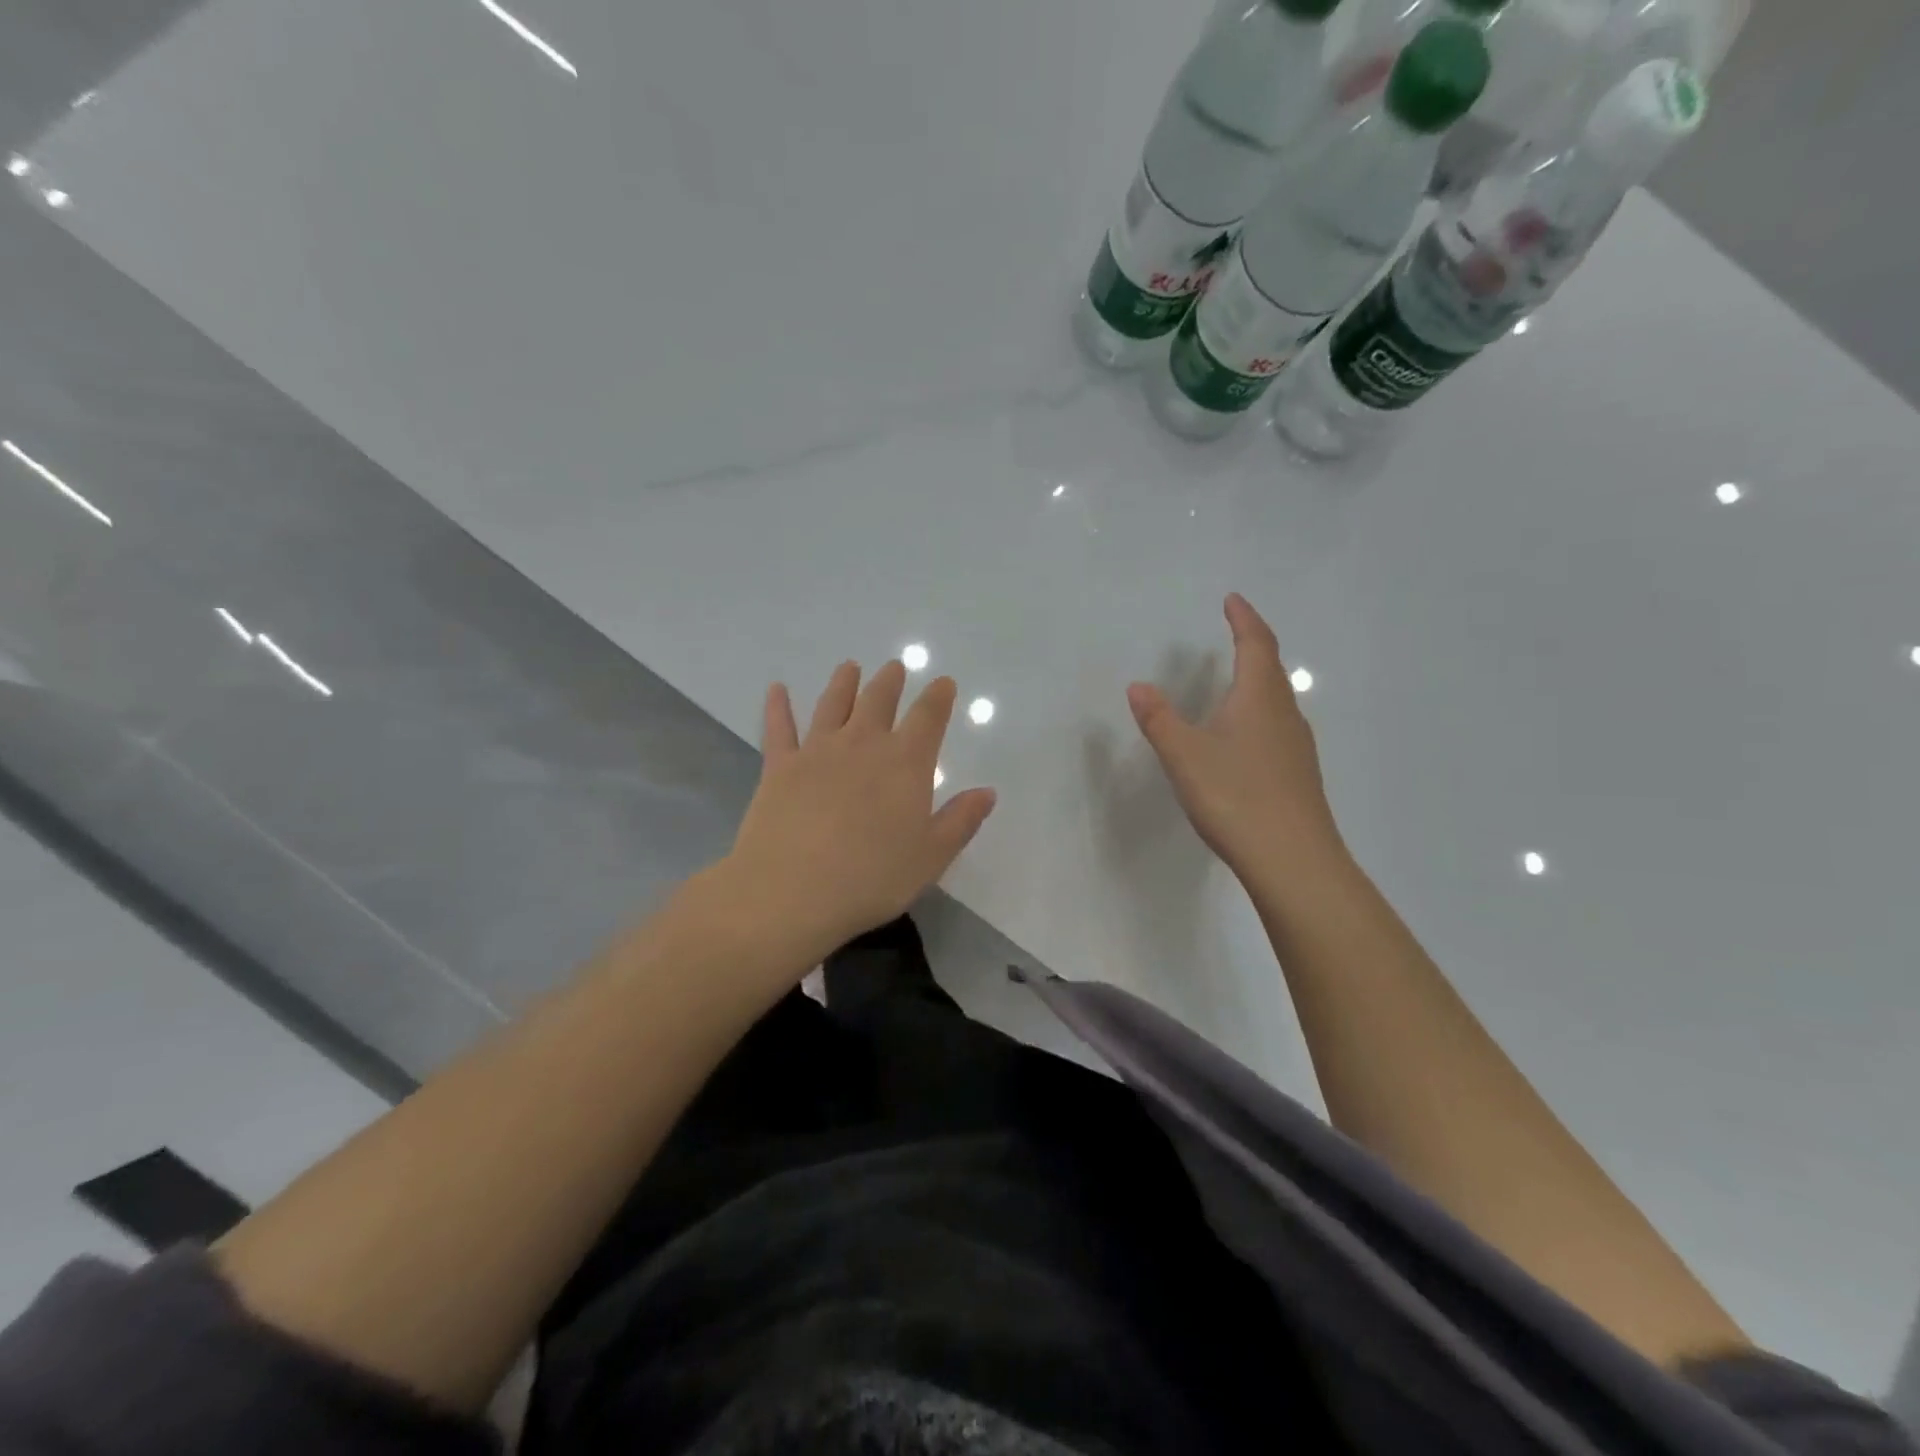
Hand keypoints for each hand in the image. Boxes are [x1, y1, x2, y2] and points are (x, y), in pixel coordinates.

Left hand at [723, 660, 997, 962]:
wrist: (792, 891)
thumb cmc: (872, 878)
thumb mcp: (931, 857)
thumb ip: (961, 820)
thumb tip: (988, 792)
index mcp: (905, 763)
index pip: (928, 718)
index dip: (938, 697)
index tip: (943, 682)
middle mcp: (863, 745)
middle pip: (879, 701)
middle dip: (890, 682)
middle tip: (894, 667)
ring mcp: (817, 751)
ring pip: (833, 705)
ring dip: (843, 683)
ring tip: (849, 666)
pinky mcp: (779, 767)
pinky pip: (779, 728)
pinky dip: (778, 706)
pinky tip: (776, 689)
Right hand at [1127, 593, 1346, 882]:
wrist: (1292, 860)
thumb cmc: (1235, 796)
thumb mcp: (1185, 755)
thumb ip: (1159, 719)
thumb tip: (1139, 686)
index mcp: (1259, 699)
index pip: (1256, 645)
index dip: (1244, 619)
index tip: (1233, 600)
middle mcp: (1285, 715)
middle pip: (1272, 670)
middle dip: (1253, 646)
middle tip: (1235, 632)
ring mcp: (1297, 747)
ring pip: (1277, 701)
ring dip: (1258, 681)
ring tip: (1236, 681)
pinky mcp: (1298, 775)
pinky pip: (1277, 728)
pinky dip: (1259, 714)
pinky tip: (1245, 738)